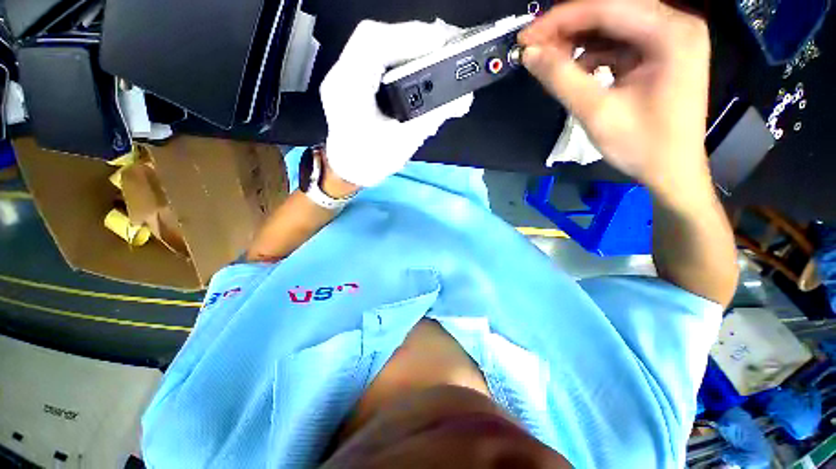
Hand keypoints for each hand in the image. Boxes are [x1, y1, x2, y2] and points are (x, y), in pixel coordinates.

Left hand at [321, 20, 473, 187]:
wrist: (349, 170)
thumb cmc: (371, 162)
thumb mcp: (404, 143)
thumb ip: (431, 118)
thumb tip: (461, 99)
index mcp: (348, 90)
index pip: (373, 43)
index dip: (409, 36)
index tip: (440, 43)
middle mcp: (341, 74)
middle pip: (376, 37)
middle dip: (413, 38)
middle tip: (444, 48)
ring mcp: (344, 73)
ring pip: (376, 43)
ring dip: (407, 45)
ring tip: (434, 55)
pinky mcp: (353, 78)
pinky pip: (376, 56)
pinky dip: (399, 55)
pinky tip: (416, 65)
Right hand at [518, 0, 711, 196]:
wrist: (671, 170)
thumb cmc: (641, 145)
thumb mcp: (596, 112)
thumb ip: (561, 79)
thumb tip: (530, 54)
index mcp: (671, 33)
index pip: (606, 8)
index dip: (560, 19)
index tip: (525, 38)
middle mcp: (675, 25)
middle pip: (611, 11)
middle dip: (568, 28)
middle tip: (534, 49)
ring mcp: (670, 38)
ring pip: (613, 25)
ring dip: (577, 40)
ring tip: (548, 60)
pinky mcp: (660, 53)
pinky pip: (619, 42)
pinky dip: (592, 53)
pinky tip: (574, 69)